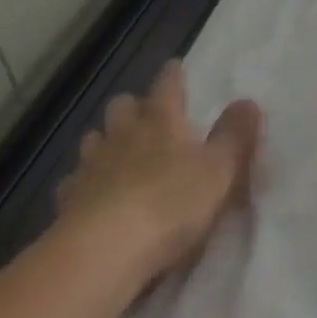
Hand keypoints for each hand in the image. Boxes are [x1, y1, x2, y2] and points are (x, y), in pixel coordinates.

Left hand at [55, 61, 263, 283]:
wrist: (106, 249)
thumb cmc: (172, 203)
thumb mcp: (220, 170)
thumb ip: (235, 135)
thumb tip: (247, 101)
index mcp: (161, 120)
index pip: (167, 85)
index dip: (173, 75)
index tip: (176, 67)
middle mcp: (123, 133)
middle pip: (123, 106)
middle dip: (134, 107)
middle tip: (148, 118)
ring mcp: (91, 164)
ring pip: (94, 138)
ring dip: (106, 142)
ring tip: (119, 155)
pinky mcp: (69, 199)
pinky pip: (75, 181)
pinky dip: (85, 183)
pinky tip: (92, 196)